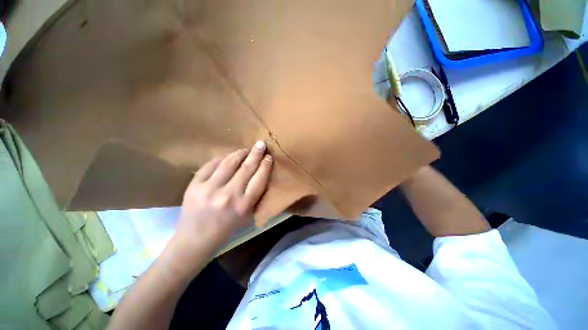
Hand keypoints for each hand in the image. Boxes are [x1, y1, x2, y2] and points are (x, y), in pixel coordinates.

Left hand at [164, 141, 272, 271]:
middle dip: (256, 154)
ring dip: (240, 153)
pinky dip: (222, 158)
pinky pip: (211, 165)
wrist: (194, 240)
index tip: (268, 157)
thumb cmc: (226, 229)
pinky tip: (228, 156)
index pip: (259, 179)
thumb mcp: (246, 215)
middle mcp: (229, 196)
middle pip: (247, 168)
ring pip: (229, 163)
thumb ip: (254, 195)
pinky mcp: (195, 185)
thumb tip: (259, 172)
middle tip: (261, 144)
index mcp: (244, 206)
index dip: (265, 165)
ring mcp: (210, 189)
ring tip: (245, 150)